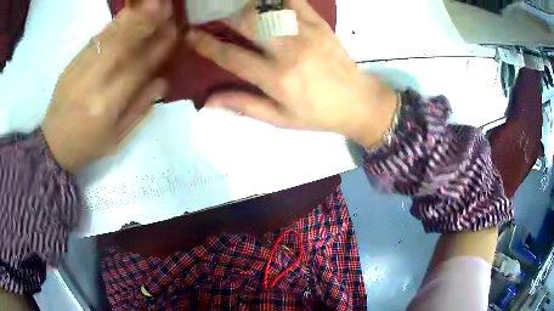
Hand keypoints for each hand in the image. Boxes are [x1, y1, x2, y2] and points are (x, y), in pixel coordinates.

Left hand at [41, 0, 175, 173]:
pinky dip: (114, 24)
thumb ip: (140, 109)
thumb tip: (163, 81)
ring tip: (152, 5)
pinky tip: (128, 13)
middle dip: (148, 23)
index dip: (159, 48)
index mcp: (107, 105)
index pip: (139, 68)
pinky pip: (96, 38)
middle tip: (167, 10)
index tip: (176, 32)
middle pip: (124, 43)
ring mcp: (80, 69)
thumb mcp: (117, 138)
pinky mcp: (72, 63)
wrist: (54, 143)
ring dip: (133, 17)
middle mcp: (94, 82)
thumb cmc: (88, 145)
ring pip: (110, 36)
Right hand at [186, 0, 396, 146]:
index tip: (189, 35)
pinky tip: (265, 3)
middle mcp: (288, 51)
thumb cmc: (317, 115)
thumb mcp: (279, 119)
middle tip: (212, 15)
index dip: (206, 44)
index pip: (231, 56)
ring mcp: (306, 33)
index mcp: (276, 79)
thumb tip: (207, 101)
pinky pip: (294, 1)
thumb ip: (243, 106)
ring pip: (269, 7)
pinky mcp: (320, 23)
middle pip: (247, 23)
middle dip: (224, 16)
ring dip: (247, 4)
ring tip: (235, 7)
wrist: (358, 102)